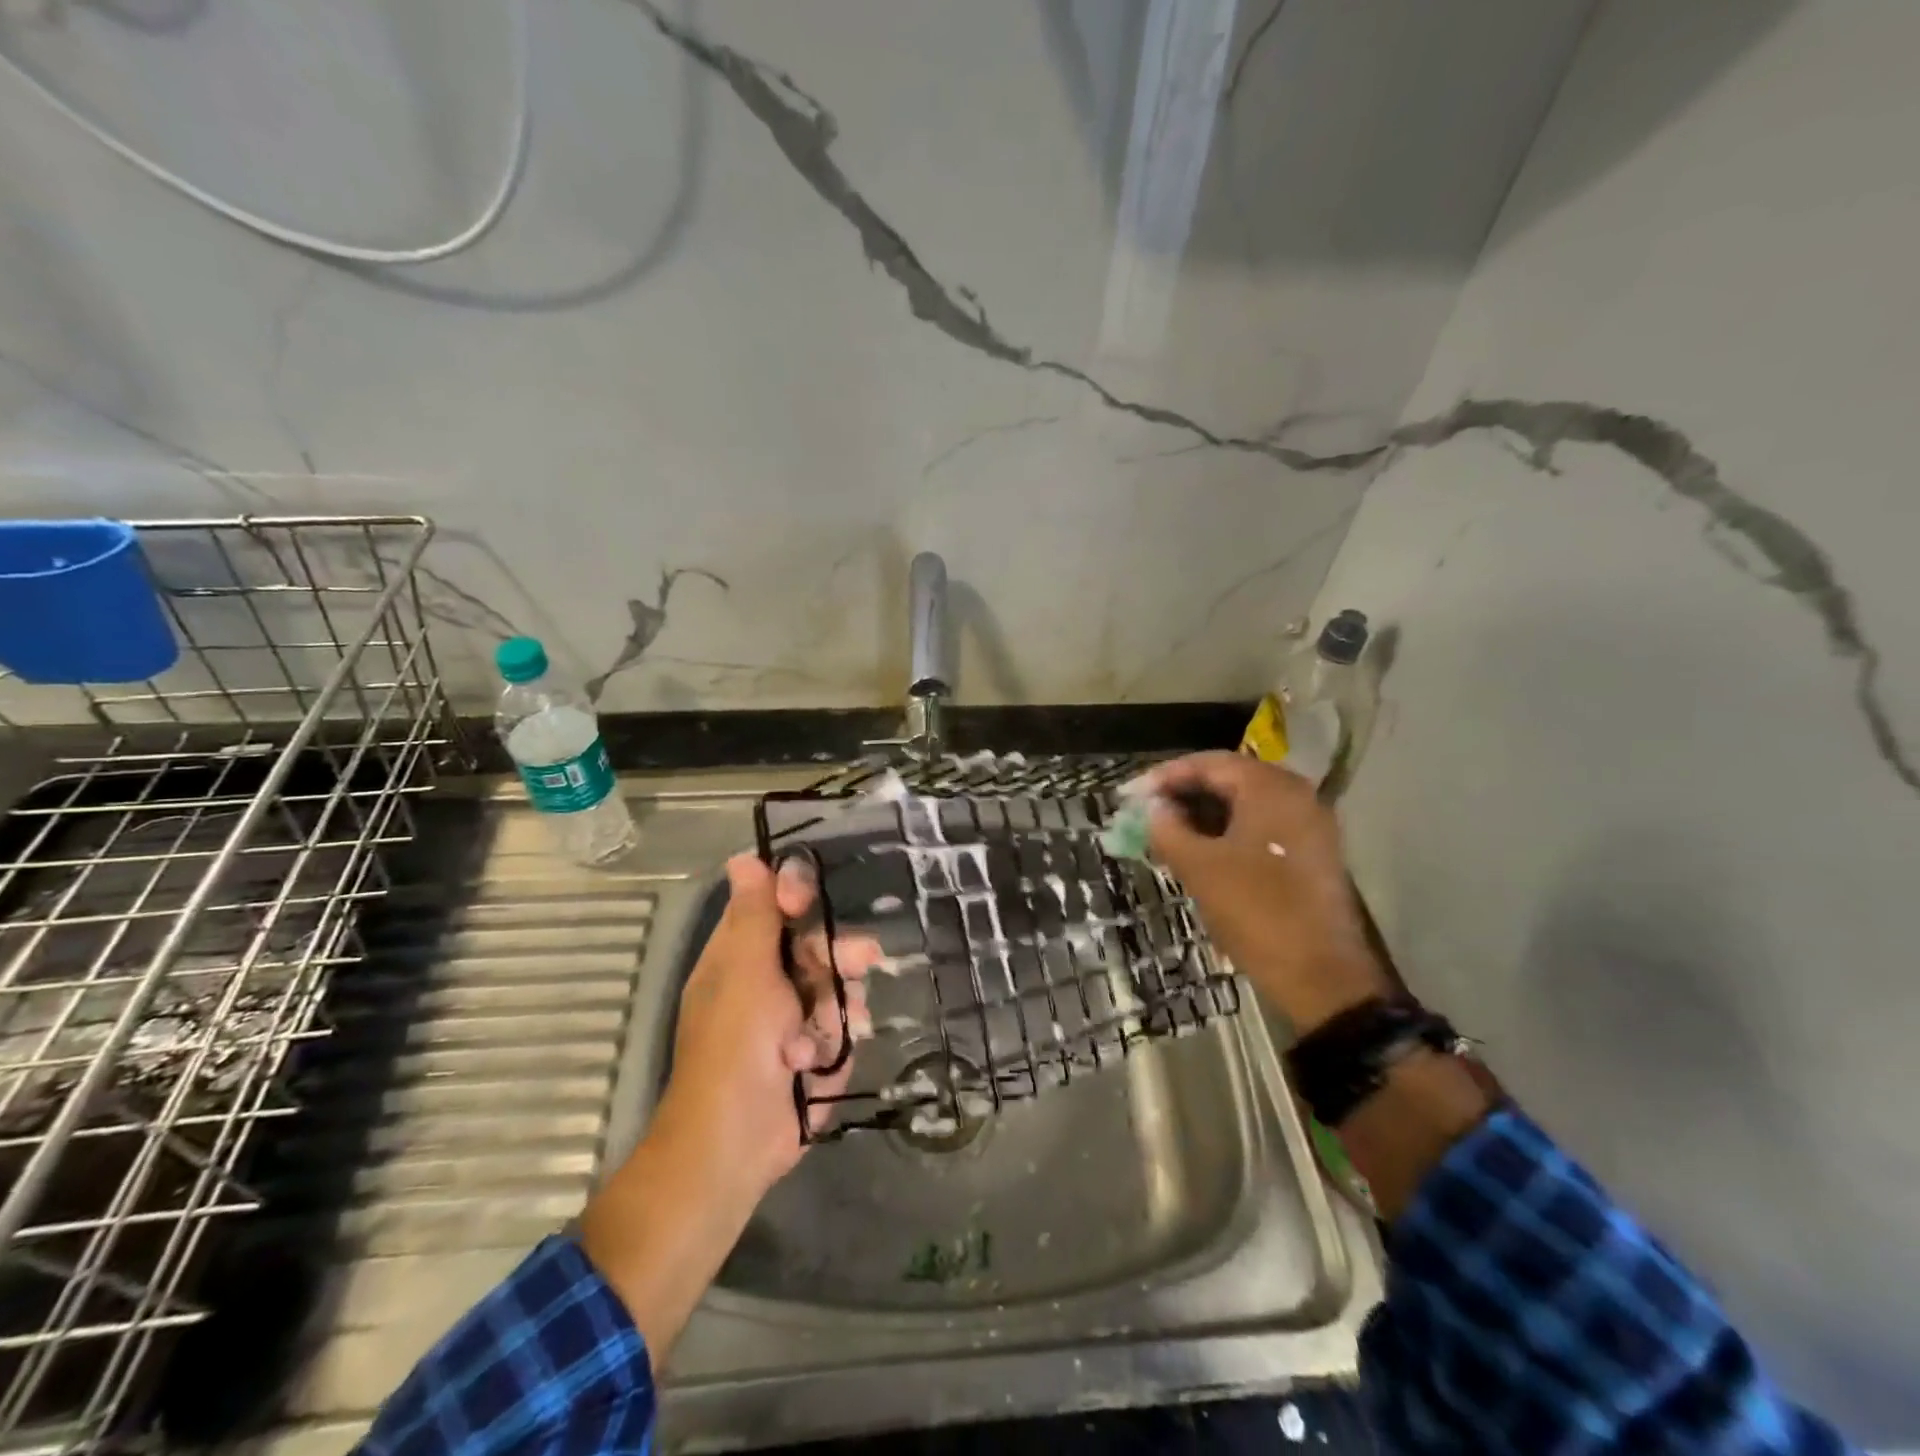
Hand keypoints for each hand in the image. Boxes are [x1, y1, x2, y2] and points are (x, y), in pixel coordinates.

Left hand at [653, 852, 878, 1197]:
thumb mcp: (744, 971)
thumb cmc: (736, 1046)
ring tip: (823, 1040)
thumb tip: (741, 858)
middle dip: (839, 957)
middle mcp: (766, 982)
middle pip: (818, 947)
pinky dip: (834, 1047)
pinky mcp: (812, 1055)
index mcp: (740, 956)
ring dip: (837, 1011)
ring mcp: (790, 1021)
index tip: (807, 901)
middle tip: (864, 959)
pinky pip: (840, 1032)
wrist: (736, 1143)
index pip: (773, 906)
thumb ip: (753, 915)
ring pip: (837, 991)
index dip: (794, 897)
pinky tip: (820, 1066)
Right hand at [1137, 752, 1387, 1031]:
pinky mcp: (1311, 853)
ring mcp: (1308, 825)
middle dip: (1183, 794)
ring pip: (1244, 805)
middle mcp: (1296, 795)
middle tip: (1145, 813)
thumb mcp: (1199, 868)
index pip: (1209, 763)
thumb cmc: (1256, 912)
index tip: (1131, 796)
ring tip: (1165, 833)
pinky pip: (1260, 827)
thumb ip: (1168, 828)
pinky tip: (1198, 851)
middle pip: (1229, 779)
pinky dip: (1226, 832)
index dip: (1165, 776)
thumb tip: (1151, 808)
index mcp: (1271, 789)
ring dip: (1203, 815)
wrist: (1320, 976)